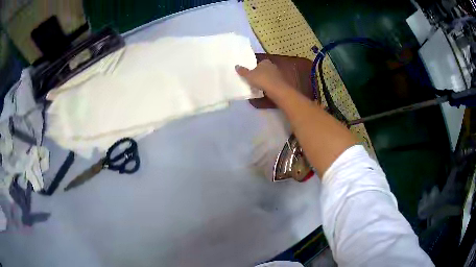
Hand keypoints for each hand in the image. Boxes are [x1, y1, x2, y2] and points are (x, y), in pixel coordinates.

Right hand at [235, 60, 292, 101]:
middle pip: (263, 69)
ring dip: (264, 80)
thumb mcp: (249, 75)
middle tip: (252, 79)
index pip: (259, 63)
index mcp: (265, 62)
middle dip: (259, 74)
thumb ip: (243, 71)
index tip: (250, 73)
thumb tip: (236, 66)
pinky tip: (264, 90)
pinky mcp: (280, 82)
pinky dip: (268, 85)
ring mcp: (277, 74)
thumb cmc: (262, 79)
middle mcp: (272, 66)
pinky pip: (271, 83)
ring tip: (257, 86)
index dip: (254, 67)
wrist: (277, 90)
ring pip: (268, 76)